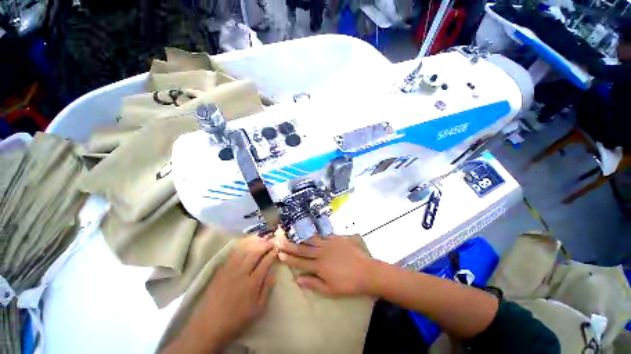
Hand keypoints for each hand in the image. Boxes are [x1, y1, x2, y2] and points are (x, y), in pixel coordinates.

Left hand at [165, 236, 277, 353]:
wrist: (209, 326)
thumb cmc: (237, 319)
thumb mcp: (258, 310)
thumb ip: (267, 289)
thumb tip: (273, 272)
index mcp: (252, 283)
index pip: (265, 262)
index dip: (271, 254)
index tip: (276, 249)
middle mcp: (241, 273)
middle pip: (255, 253)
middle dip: (264, 245)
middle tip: (270, 242)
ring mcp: (229, 270)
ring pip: (244, 251)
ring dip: (254, 243)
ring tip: (261, 239)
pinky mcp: (221, 271)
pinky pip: (233, 254)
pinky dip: (241, 247)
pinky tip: (246, 244)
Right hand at [278, 235, 375, 295]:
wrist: (366, 271)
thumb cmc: (348, 284)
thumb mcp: (330, 289)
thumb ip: (313, 283)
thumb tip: (297, 280)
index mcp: (319, 266)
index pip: (300, 262)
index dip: (289, 258)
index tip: (279, 253)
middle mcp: (321, 252)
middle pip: (303, 248)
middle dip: (290, 245)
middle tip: (280, 240)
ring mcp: (329, 243)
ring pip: (311, 239)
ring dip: (300, 237)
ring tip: (291, 233)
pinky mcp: (336, 238)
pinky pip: (323, 235)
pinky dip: (315, 234)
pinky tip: (310, 231)